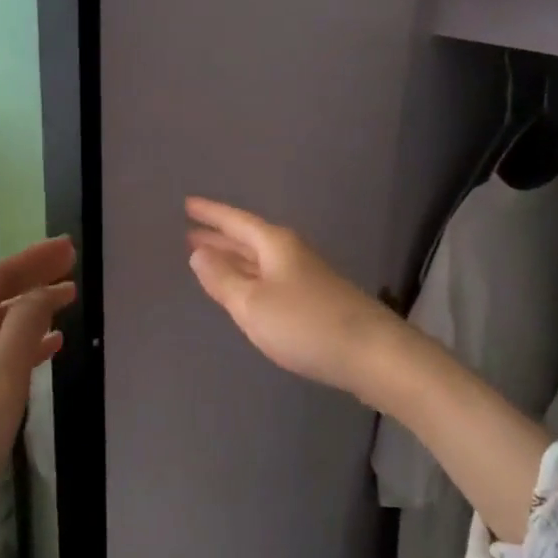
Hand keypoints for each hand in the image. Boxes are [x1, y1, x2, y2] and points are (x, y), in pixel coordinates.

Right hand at [185, 197, 402, 399]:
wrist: (371, 353)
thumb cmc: (305, 324)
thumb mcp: (252, 303)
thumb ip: (222, 279)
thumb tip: (198, 253)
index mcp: (274, 245)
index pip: (235, 221)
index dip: (210, 213)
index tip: (187, 204)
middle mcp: (290, 253)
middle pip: (248, 239)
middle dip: (219, 237)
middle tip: (189, 234)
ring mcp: (305, 276)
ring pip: (259, 260)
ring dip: (233, 258)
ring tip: (208, 258)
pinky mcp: (313, 300)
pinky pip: (270, 279)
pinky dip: (250, 278)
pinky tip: (245, 290)